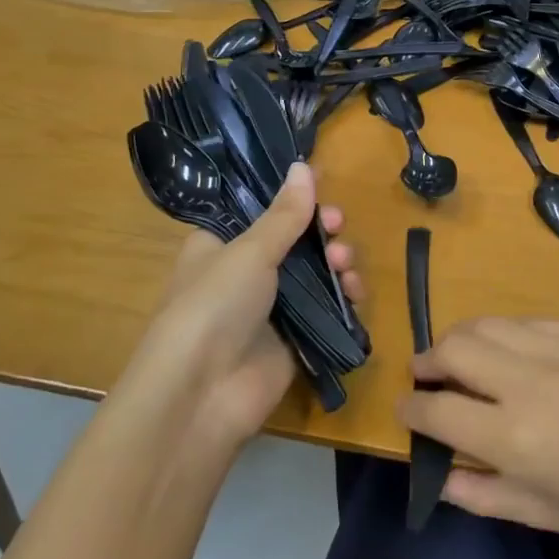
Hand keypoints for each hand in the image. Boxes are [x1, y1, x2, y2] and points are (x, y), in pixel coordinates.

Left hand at [114, 163, 362, 460]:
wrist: (204, 393)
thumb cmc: (214, 305)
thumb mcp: (250, 251)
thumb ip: (285, 214)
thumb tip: (305, 166)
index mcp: (221, 245)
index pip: (262, 211)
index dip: (292, 198)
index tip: (321, 185)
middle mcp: (246, 272)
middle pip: (295, 240)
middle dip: (321, 229)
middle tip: (337, 223)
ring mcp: (272, 307)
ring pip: (316, 272)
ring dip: (336, 260)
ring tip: (343, 262)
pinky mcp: (295, 337)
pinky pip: (327, 308)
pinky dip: (344, 296)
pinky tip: (354, 291)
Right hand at [402, 319, 558, 558]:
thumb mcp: (543, 515)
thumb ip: (480, 493)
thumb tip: (437, 471)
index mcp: (515, 436)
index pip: (436, 408)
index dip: (410, 410)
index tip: (407, 411)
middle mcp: (531, 380)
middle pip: (452, 347)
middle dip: (427, 361)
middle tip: (428, 378)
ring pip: (488, 324)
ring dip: (463, 340)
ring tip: (464, 360)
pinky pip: (531, 323)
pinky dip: (510, 337)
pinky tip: (519, 358)